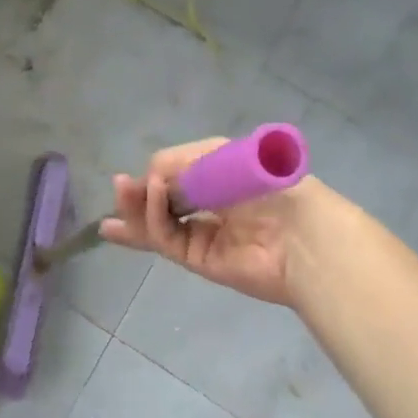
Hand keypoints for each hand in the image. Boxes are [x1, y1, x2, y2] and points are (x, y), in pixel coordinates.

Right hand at [99, 138, 312, 306]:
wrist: (300, 234)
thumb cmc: (265, 184)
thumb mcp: (218, 157)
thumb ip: (178, 164)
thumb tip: (149, 180)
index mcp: (221, 176)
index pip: (179, 173)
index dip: (157, 173)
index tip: (145, 171)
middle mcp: (211, 205)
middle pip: (164, 201)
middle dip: (139, 194)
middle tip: (119, 187)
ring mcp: (205, 234)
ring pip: (160, 223)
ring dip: (136, 210)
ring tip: (118, 197)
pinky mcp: (201, 260)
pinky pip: (168, 240)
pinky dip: (152, 223)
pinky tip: (144, 206)